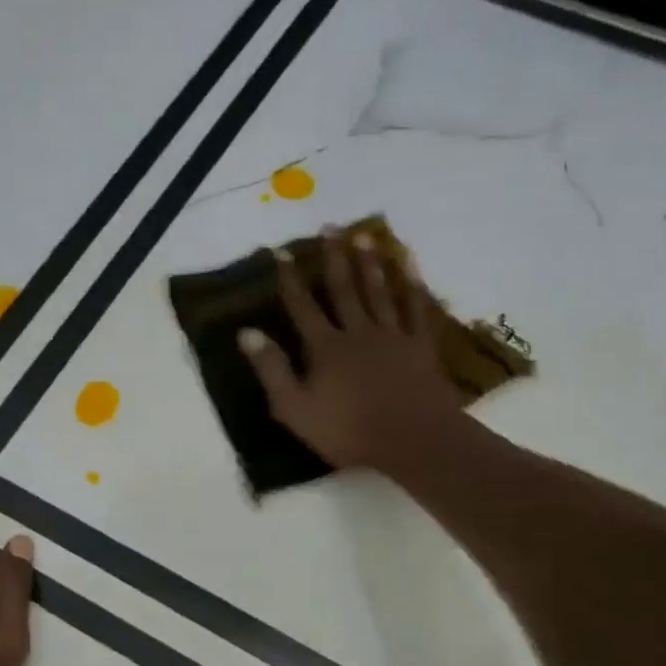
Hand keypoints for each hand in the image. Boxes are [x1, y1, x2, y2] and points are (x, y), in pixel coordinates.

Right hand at [238, 227, 460, 475]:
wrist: (411, 439)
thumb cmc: (347, 432)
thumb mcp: (295, 408)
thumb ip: (272, 369)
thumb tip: (246, 332)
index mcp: (324, 348)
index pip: (302, 306)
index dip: (290, 279)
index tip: (281, 251)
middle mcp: (357, 331)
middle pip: (343, 288)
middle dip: (333, 258)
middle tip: (330, 226)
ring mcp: (391, 335)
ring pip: (378, 290)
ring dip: (370, 262)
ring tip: (363, 235)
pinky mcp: (419, 345)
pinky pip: (415, 307)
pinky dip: (412, 283)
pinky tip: (409, 262)